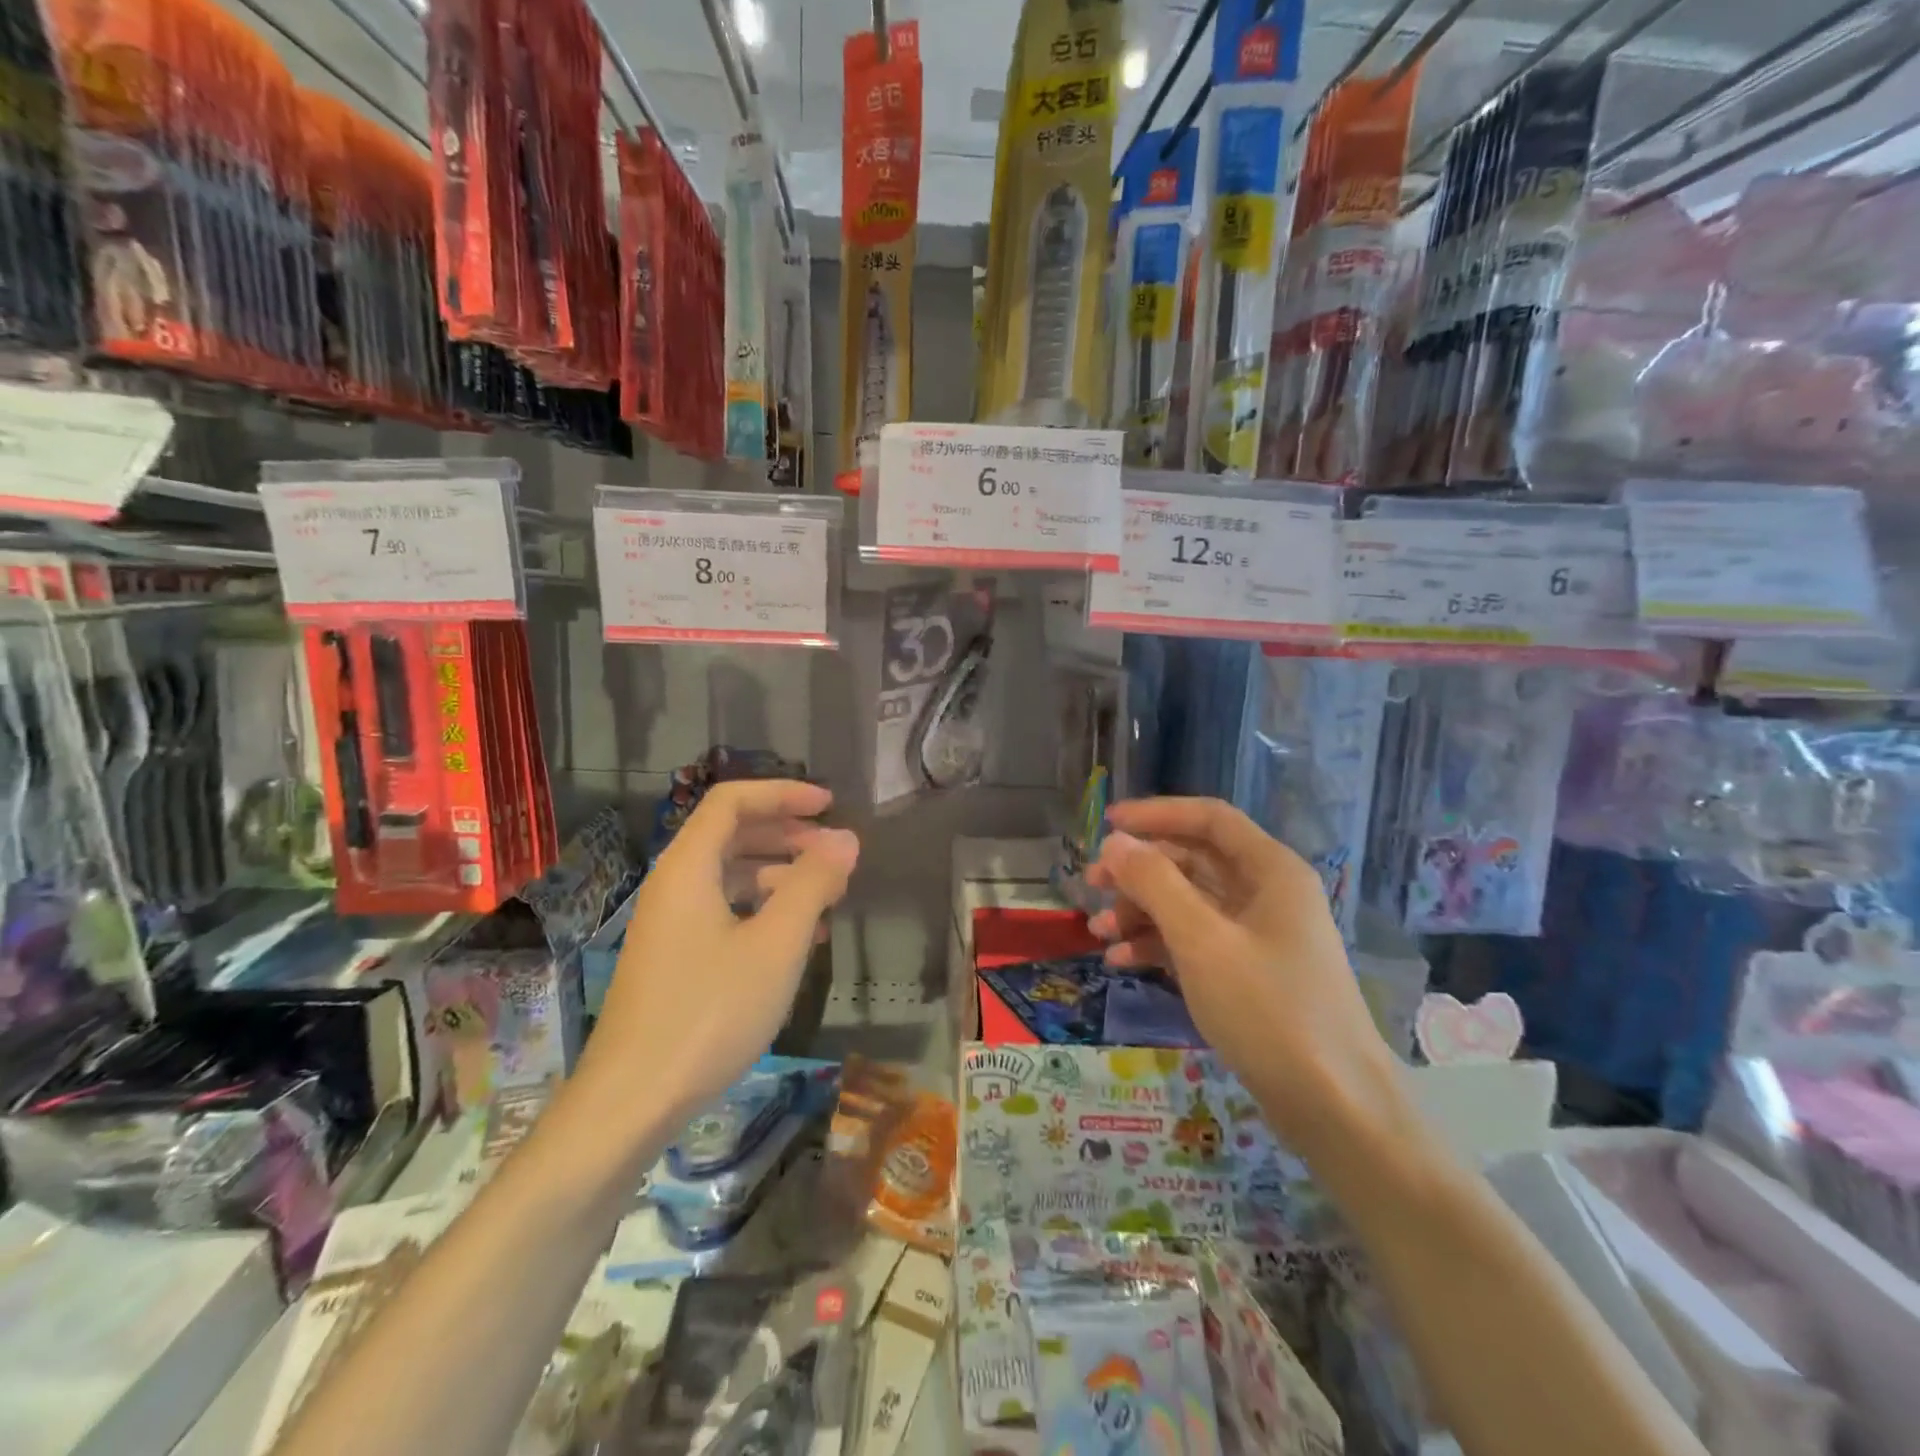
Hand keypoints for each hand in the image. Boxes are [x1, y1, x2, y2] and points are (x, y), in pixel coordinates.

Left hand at [585, 780, 858, 1124]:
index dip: (783, 794)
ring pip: (731, 876)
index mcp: (688, 868)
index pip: (732, 801)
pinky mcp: (675, 958)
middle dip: (788, 835)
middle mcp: (674, 885)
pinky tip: (798, 938)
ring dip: (781, 875)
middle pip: (732, 835)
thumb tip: (846, 839)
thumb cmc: (709, 1012)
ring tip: (828, 898)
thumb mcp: (776, 944)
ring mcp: (671, 924)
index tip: (830, 806)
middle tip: (836, 854)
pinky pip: (724, 911)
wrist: (633, 1100)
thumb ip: (813, 884)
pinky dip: (763, 910)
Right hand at [1085, 798, 1398, 1151]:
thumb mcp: (1202, 941)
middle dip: (1139, 871)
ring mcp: (1259, 936)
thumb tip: (1115, 842)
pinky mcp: (1249, 973)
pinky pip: (1195, 942)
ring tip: (1099, 933)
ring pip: (1189, 903)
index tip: (1106, 823)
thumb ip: (1155, 884)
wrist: (1334, 1108)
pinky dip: (1158, 945)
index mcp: (1270, 870)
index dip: (1156, 814)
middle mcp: (1267, 893)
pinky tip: (1121, 963)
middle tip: (1091, 885)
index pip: (1208, 819)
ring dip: (1141, 911)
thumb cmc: (1269, 1010)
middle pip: (1193, 861)